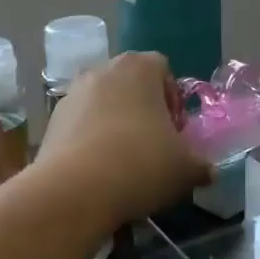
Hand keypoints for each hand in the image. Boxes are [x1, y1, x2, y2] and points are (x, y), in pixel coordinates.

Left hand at [38, 52, 212, 226]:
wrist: (75, 190)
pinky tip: (98, 172)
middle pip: (130, 84)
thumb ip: (201, 165)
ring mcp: (72, 93)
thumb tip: (208, 171)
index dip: (173, 99)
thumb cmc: (141, 165)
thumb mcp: (186, 169)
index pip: (163, 69)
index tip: (175, 132)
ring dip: (114, 125)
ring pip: (103, 104)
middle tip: (153, 147)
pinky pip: (80, 124)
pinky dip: (90, 140)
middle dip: (143, 111)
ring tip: (123, 164)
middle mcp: (103, 70)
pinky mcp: (51, 120)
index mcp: (139, 67)